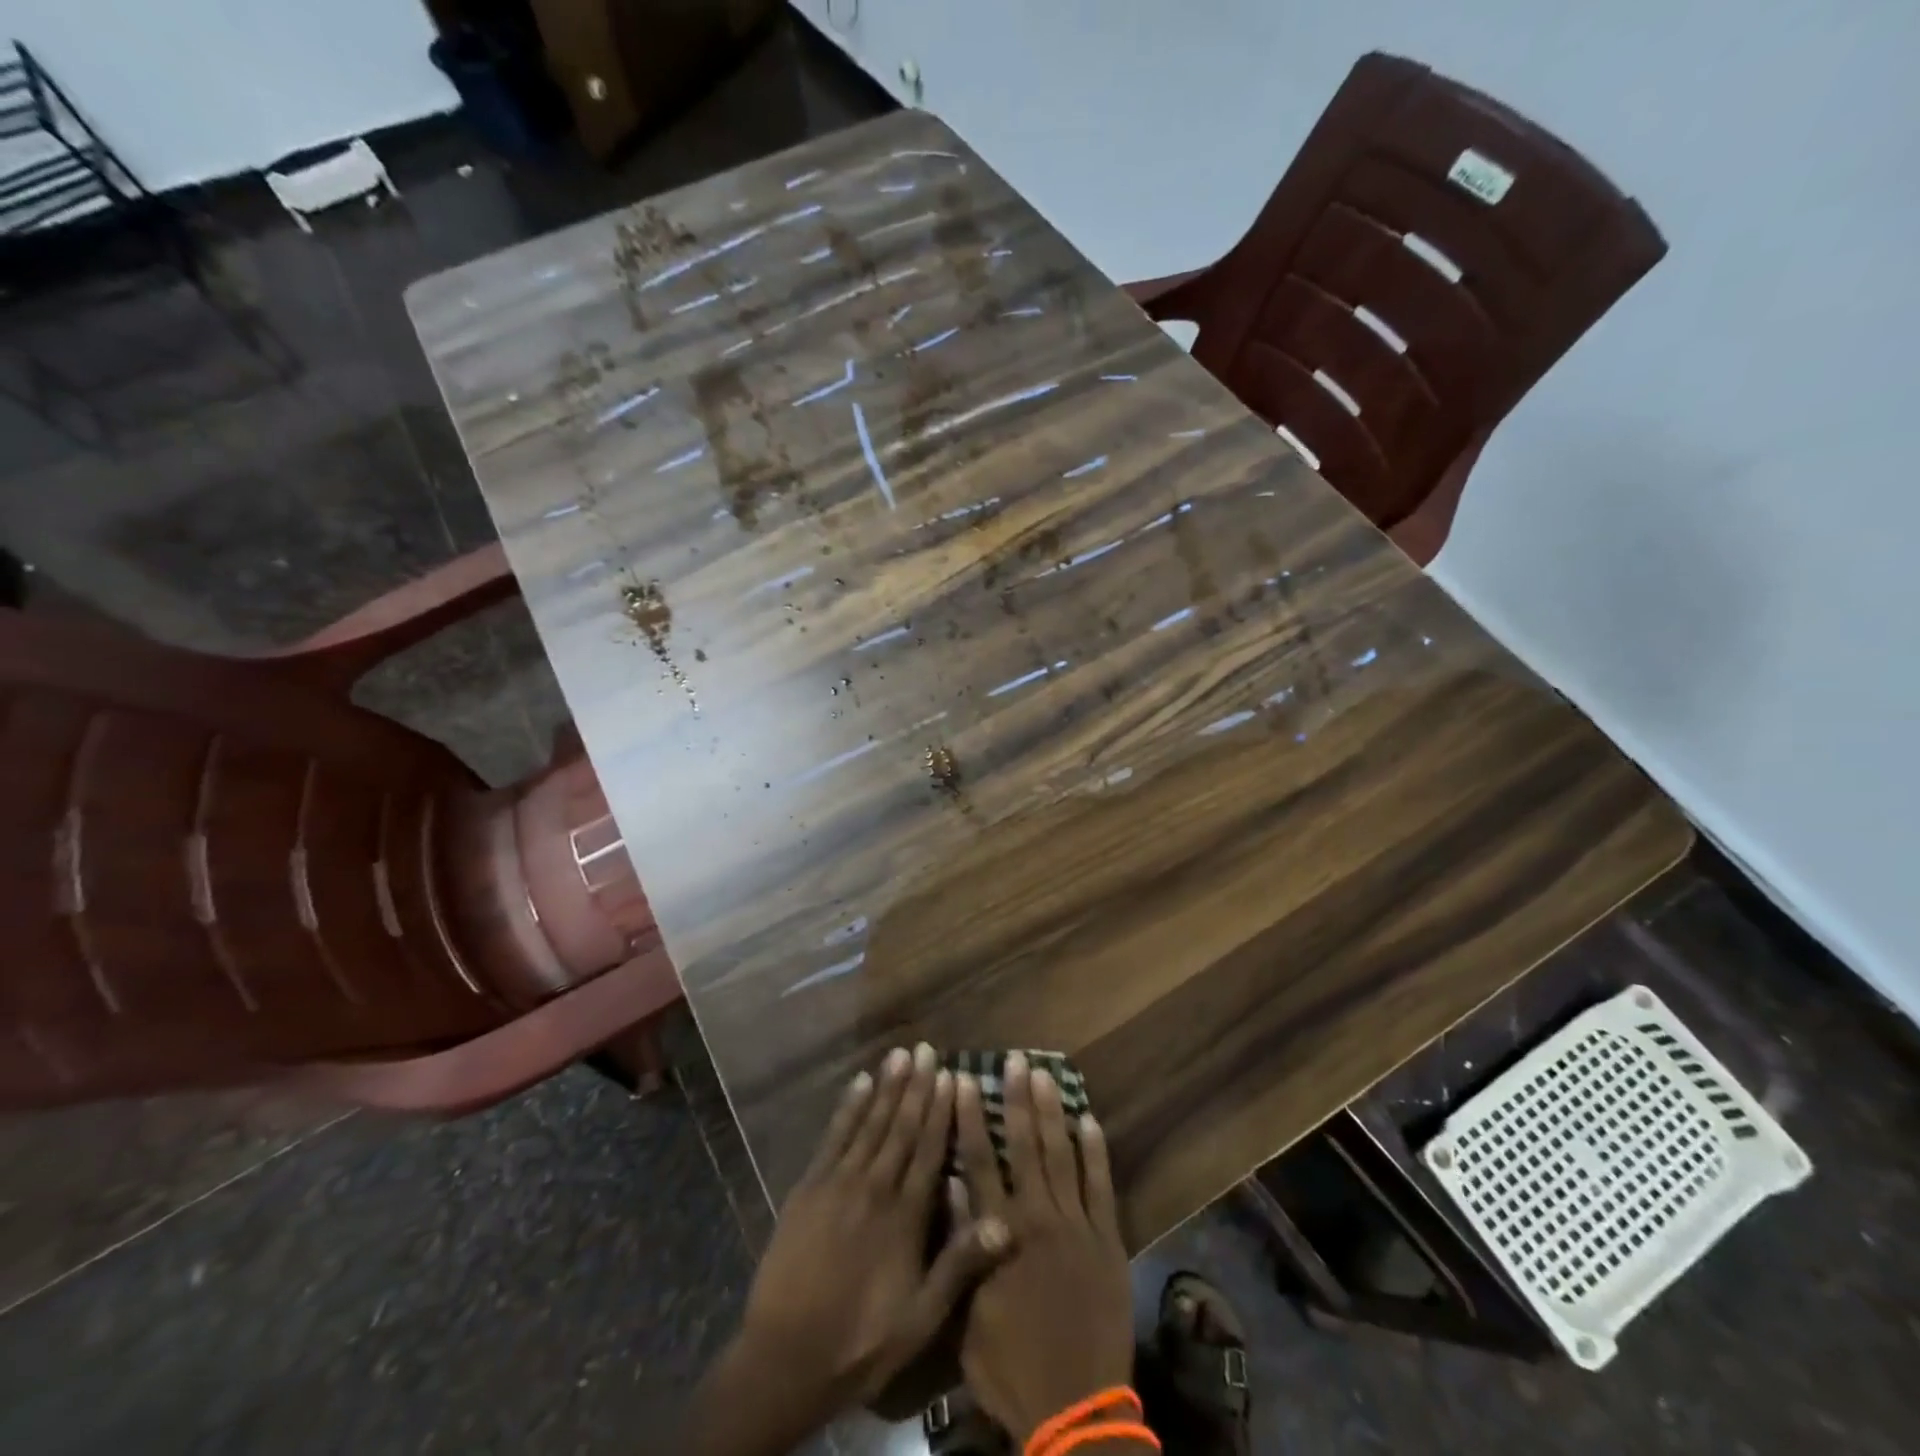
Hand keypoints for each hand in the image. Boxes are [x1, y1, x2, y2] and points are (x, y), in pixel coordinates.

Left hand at [732, 1043, 1008, 1428]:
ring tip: (900, 1055)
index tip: (952, 1075)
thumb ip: (960, 1266)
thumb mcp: (921, 1319)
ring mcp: (839, 1183)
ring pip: (870, 1124)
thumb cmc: (862, 1341)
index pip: (930, 1150)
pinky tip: (858, 1084)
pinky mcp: (809, 1187)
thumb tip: (1006, 1222)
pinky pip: (833, 1137)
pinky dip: (848, 1108)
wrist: (785, 1358)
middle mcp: (876, 1187)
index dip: (942, 1111)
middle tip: (927, 1048)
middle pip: (901, 1126)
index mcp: (906, 1216)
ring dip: (886, 1087)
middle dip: (916, 1086)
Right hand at [957, 1052, 1134, 1444]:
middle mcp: (1037, 1217)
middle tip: (1015, 1059)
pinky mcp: (1107, 1240)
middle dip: (1017, 1098)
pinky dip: (1094, 1152)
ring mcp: (1076, 1225)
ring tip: (1046, 1073)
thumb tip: (950, 1187)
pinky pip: (1101, 1186)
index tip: (961, 1079)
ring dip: (1052, 1112)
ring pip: (1060, 1155)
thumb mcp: (968, 1317)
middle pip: (1023, 1146)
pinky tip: (1089, 1120)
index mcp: (999, 1233)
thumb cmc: (1012, 1367)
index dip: (968, 1118)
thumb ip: (961, 1248)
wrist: (1076, 1410)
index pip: (978, 1162)